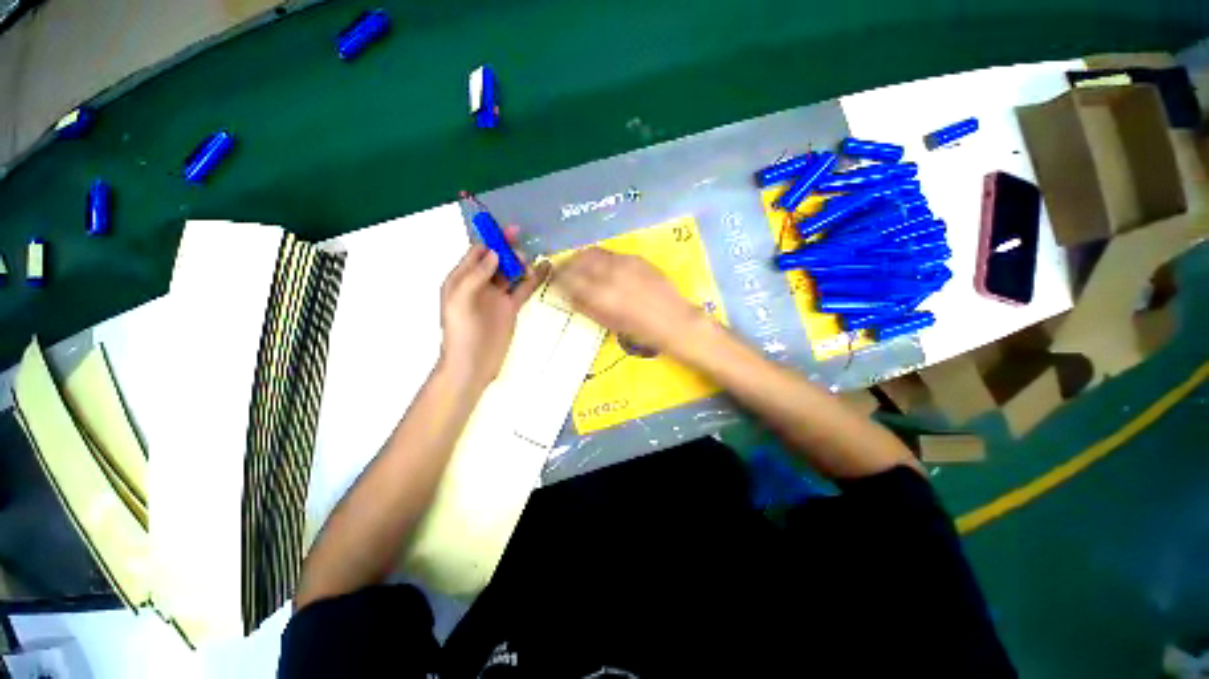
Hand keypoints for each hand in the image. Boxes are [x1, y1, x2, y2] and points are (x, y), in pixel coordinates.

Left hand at [438, 235, 549, 389]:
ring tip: (533, 259)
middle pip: (496, 260)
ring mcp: (497, 296)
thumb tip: (494, 253)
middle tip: (523, 242)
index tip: (508, 232)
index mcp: (461, 279)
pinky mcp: (511, 308)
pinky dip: (534, 279)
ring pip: (511, 273)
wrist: (472, 366)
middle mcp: (480, 284)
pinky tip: (545, 269)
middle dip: (508, 249)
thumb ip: (474, 276)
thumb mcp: (460, 301)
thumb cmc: (461, 334)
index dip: (492, 241)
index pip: (477, 253)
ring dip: (522, 263)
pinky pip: (523, 289)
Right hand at [552, 248, 705, 356]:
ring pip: (593, 252)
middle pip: (578, 260)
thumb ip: (586, 306)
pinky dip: (599, 258)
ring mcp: (623, 263)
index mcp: (600, 295)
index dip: (557, 278)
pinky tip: (602, 266)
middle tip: (564, 271)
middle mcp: (609, 274)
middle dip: (567, 264)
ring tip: (580, 266)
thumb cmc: (640, 331)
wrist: (673, 321)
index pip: (568, 278)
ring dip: (582, 258)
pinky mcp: (635, 258)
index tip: (554, 281)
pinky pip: (610, 253)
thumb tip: (568, 294)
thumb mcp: (608, 323)